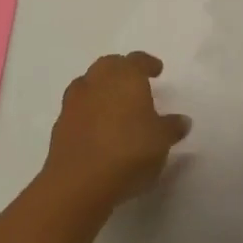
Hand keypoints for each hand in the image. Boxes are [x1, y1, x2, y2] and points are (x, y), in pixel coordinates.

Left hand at [43, 52, 190, 208]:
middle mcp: (98, 81)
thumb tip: (182, 120)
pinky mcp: (60, 125)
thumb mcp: (162, 141)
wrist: (79, 182)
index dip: (148, 63)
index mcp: (126, 76)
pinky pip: (77, 108)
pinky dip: (87, 111)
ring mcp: (75, 101)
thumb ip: (172, 127)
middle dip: (122, 70)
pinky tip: (96, 128)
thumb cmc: (129, 151)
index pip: (137, 60)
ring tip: (113, 104)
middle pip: (109, 65)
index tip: (156, 70)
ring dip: (100, 88)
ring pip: (88, 83)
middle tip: (134, 83)